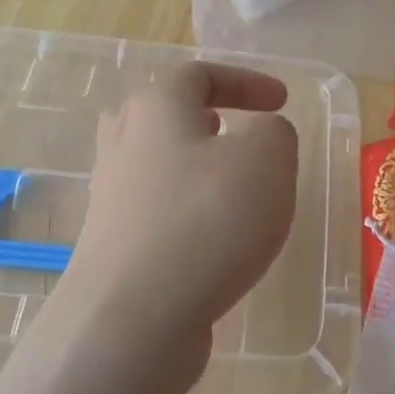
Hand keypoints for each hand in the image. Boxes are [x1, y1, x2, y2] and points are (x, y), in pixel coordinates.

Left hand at [58, 62, 298, 370]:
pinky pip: (156, 209)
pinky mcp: (113, 245)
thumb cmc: (206, 220)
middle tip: (238, 130)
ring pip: (158, 162)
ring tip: (234, 184)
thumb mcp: (267, 159)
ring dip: (197, 165)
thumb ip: (275, 132)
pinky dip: (189, 210)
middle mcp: (124, 142)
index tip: (282, 101)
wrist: (131, 320)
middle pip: (164, 113)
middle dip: (206, 116)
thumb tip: (262, 134)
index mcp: (156, 106)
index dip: (246, 80)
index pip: (199, 73)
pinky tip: (218, 239)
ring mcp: (111, 196)